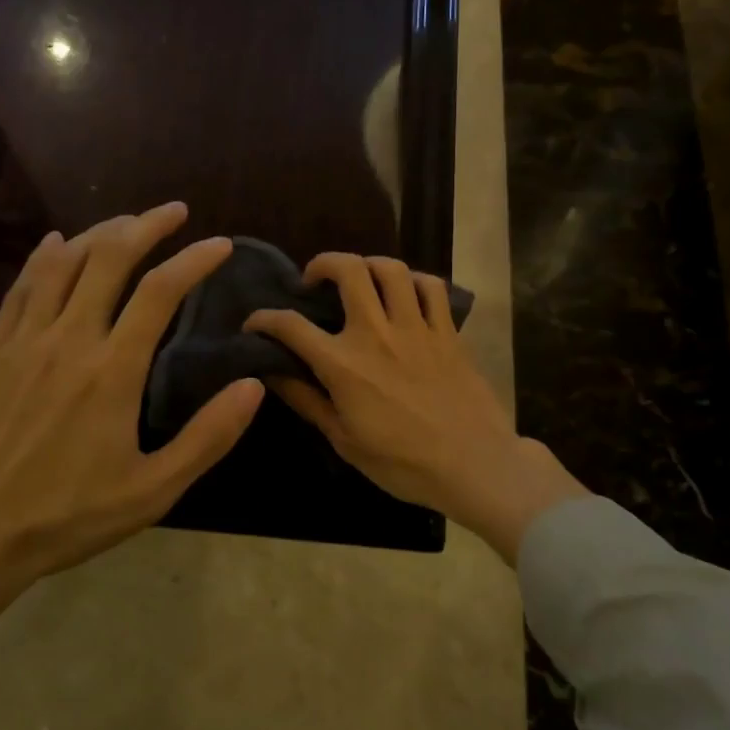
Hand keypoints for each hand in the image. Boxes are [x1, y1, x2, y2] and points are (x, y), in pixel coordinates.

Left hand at [0, 203, 262, 687]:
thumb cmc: (66, 518)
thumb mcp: (152, 491)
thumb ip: (207, 437)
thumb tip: (253, 386)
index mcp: (112, 370)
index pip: (160, 291)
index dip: (194, 260)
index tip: (219, 245)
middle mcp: (68, 340)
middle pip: (109, 259)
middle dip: (147, 225)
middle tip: (174, 212)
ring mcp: (23, 341)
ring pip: (63, 263)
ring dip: (99, 233)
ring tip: (126, 224)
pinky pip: (21, 287)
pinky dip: (44, 256)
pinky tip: (56, 243)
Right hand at [244, 254, 587, 561]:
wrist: (474, 465)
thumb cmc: (403, 463)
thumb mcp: (344, 441)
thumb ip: (307, 401)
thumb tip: (271, 373)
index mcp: (343, 365)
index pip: (291, 326)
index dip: (264, 319)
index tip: (255, 323)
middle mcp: (376, 333)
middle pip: (347, 270)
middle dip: (322, 264)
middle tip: (314, 280)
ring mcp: (416, 327)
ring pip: (390, 268)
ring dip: (368, 265)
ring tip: (360, 280)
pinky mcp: (447, 331)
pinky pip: (430, 286)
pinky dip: (414, 280)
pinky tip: (405, 293)